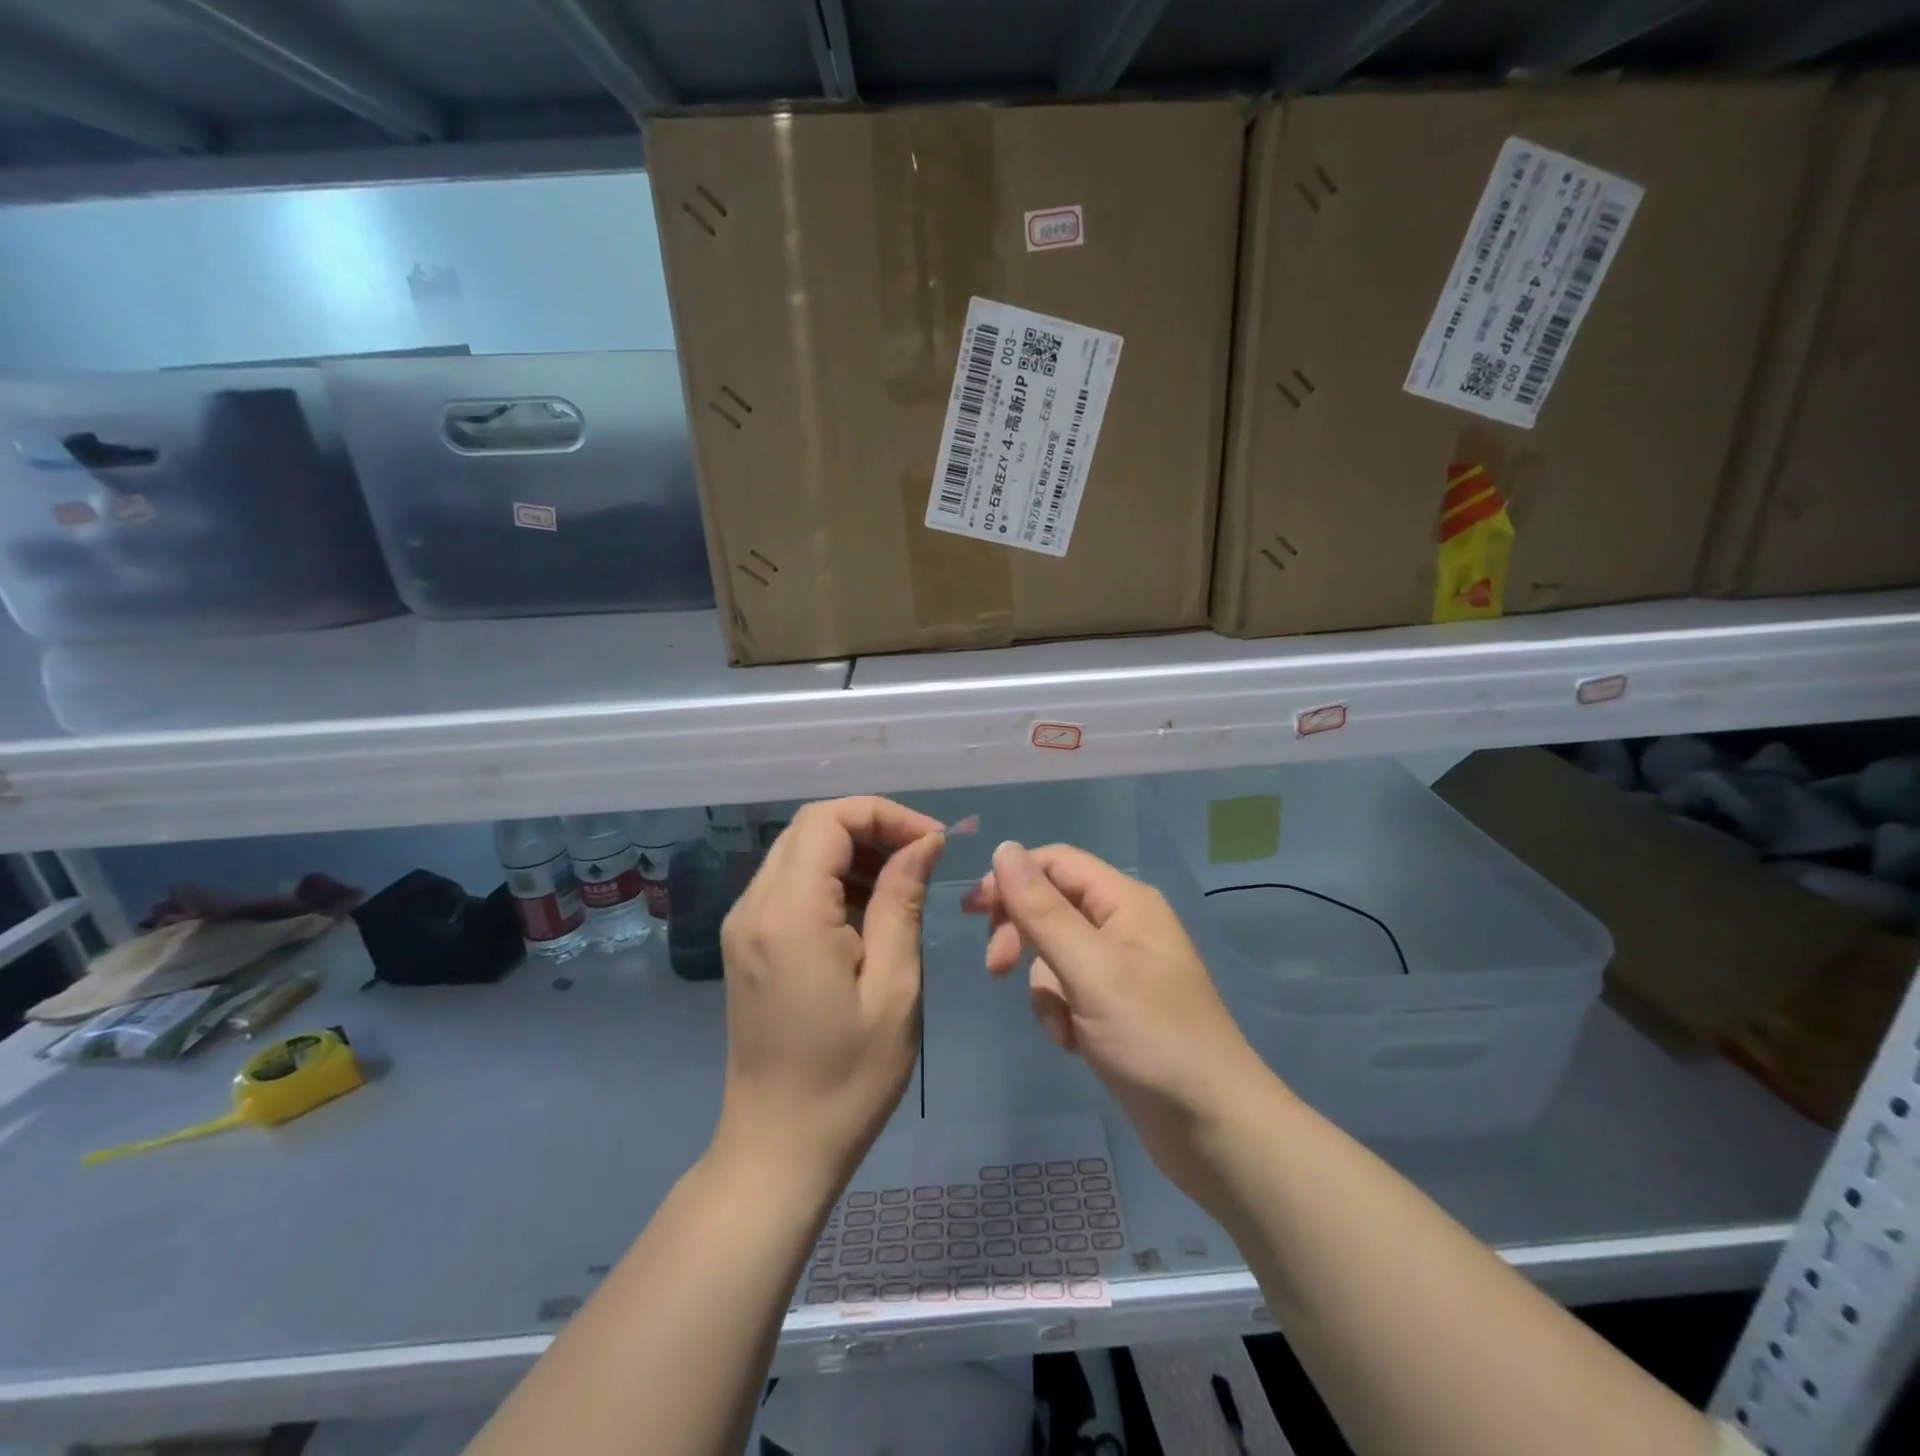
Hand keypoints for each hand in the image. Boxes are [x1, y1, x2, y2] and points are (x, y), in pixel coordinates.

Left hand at [713, 796, 946, 1195]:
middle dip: (871, 827)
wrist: (777, 1147)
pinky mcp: (746, 943)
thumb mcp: (894, 987)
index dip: (885, 814)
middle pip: (811, 827)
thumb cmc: (847, 1077)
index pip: (829, 819)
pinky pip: (789, 883)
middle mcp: (754, 906)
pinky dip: (832, 878)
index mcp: (789, 913)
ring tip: (903, 883)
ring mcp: (743, 924)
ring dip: (853, 851)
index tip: (933, 841)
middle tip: (923, 857)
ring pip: (799, 851)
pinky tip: (869, 910)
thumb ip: (903, 901)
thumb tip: (924, 842)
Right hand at [963, 841, 1269, 1203]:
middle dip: (1022, 936)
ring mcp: (1121, 970)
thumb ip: (1043, 910)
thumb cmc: (1153, 1039)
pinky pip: (1068, 992)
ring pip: (1054, 955)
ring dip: (1044, 989)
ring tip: (1063, 1027)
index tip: (973, 911)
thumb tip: (1004, 848)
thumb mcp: (1089, 969)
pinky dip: (1061, 1014)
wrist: (1214, 1129)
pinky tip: (1075, 1045)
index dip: (1012, 878)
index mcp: (1125, 901)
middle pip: (1051, 906)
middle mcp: (1124, 925)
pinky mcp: (1116, 1009)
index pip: (1056, 863)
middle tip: (996, 969)